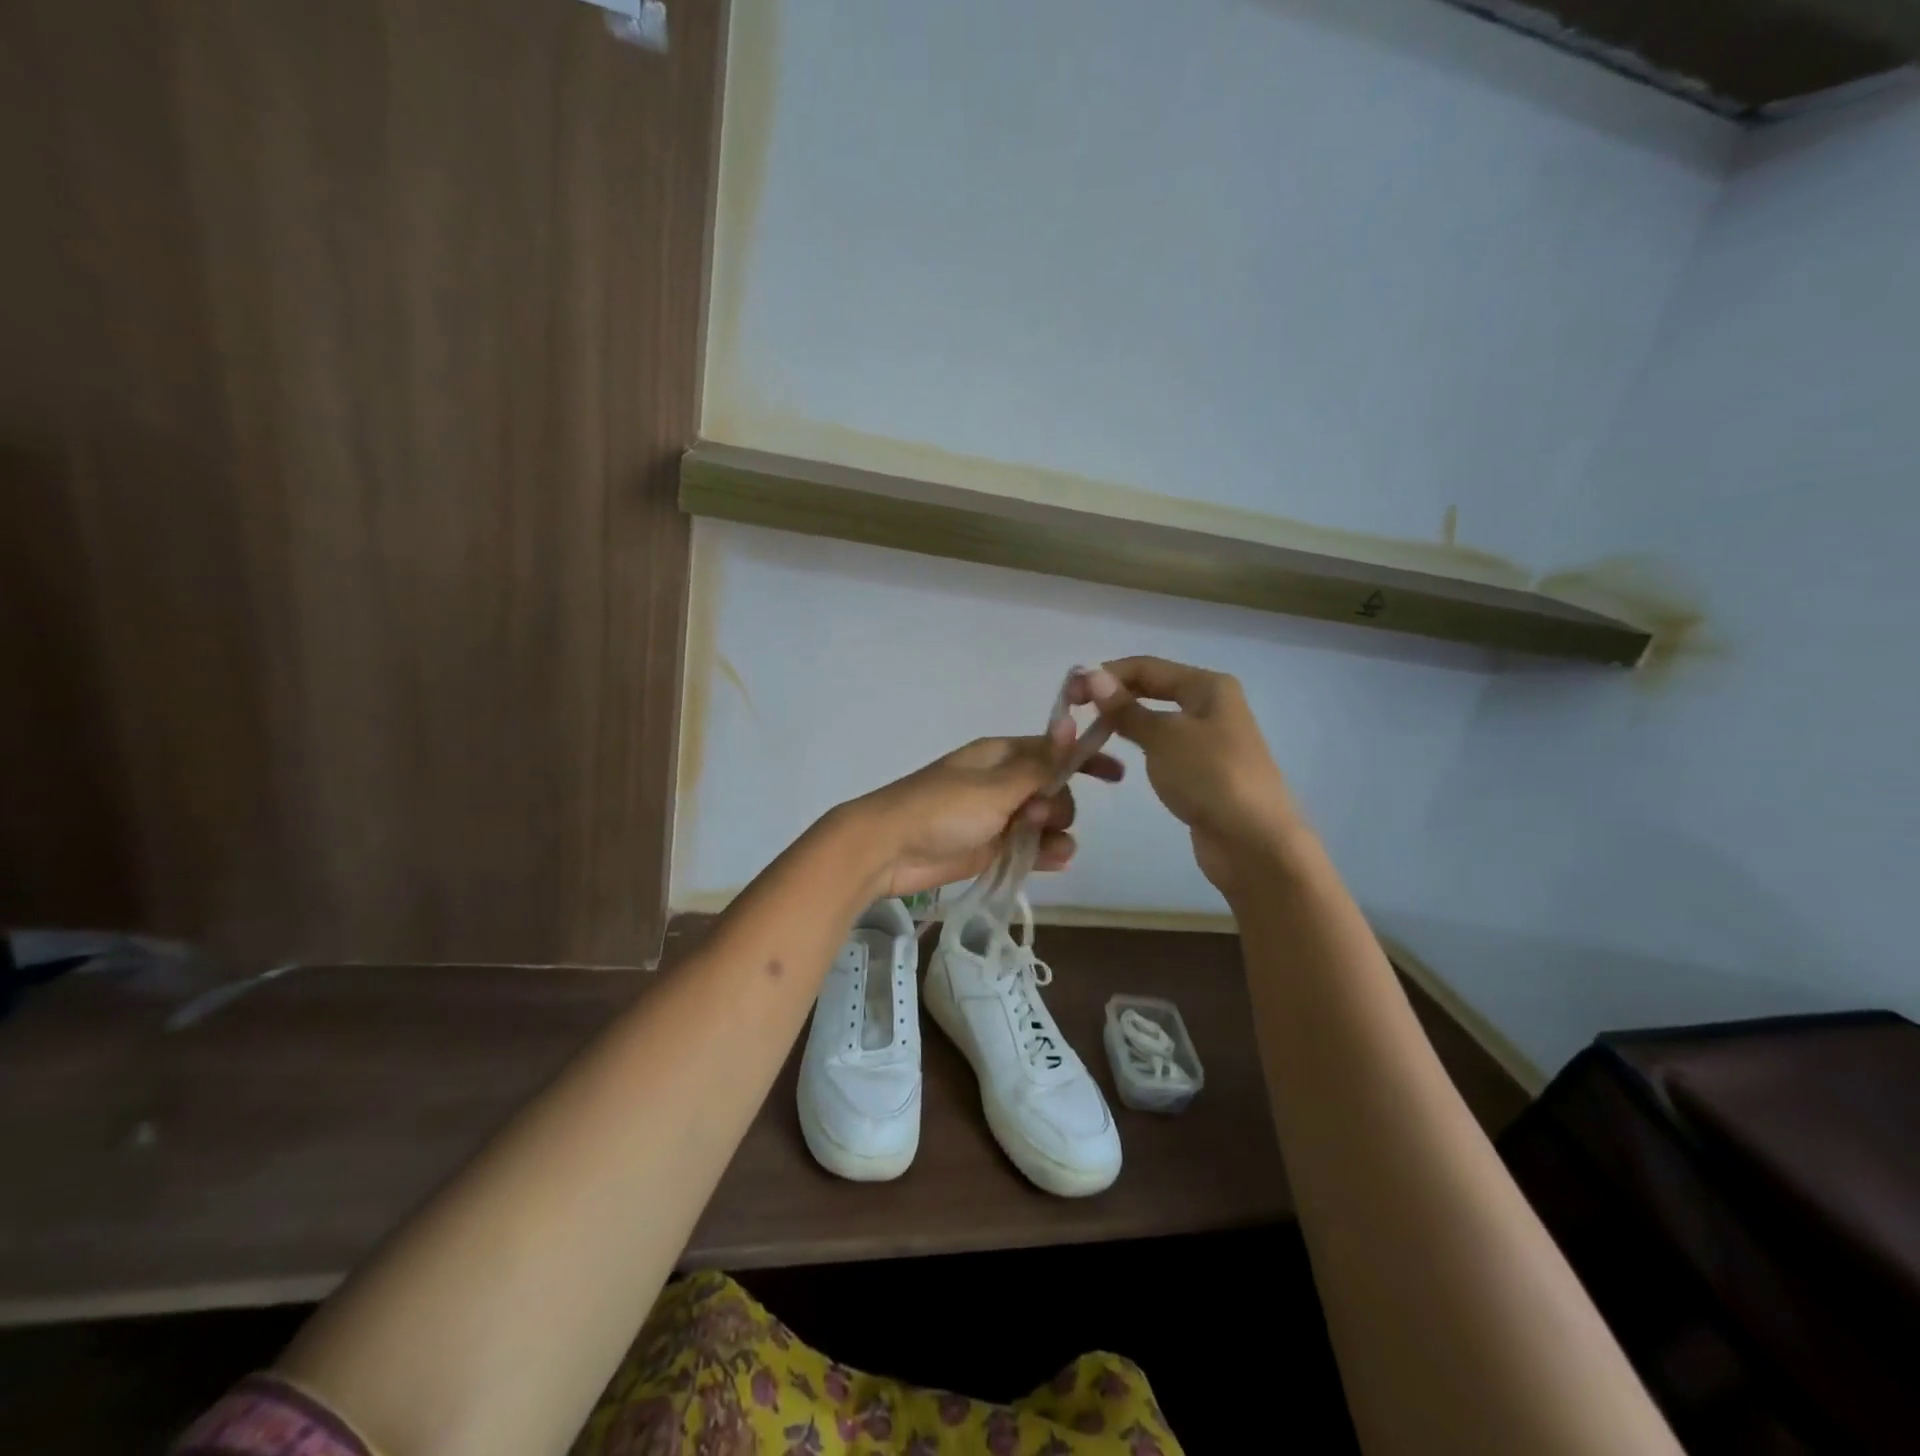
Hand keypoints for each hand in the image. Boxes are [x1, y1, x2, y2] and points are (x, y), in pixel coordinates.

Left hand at [848, 733, 1123, 899]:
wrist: (888, 849)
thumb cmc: (941, 809)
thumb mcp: (995, 786)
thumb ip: (1039, 765)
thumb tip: (1072, 723)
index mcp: (1001, 756)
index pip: (1053, 750)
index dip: (1084, 759)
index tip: (1116, 775)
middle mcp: (1002, 782)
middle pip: (1055, 789)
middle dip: (1060, 804)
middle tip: (1037, 817)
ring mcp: (997, 816)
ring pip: (1045, 821)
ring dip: (1056, 833)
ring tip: (1047, 848)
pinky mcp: (991, 847)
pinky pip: (1030, 846)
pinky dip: (1044, 852)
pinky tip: (1054, 861)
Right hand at [1070, 657, 1300, 895]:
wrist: (1254, 843)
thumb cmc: (1210, 778)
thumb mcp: (1163, 737)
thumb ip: (1126, 708)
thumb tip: (1091, 676)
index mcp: (1208, 686)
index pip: (1146, 666)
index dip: (1105, 675)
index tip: (1068, 693)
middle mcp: (1211, 705)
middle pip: (1152, 688)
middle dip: (1113, 696)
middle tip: (1073, 713)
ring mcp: (1209, 739)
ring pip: (1156, 718)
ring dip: (1124, 721)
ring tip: (1089, 734)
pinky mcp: (1203, 770)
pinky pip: (1163, 746)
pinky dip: (1140, 745)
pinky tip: (1119, 756)